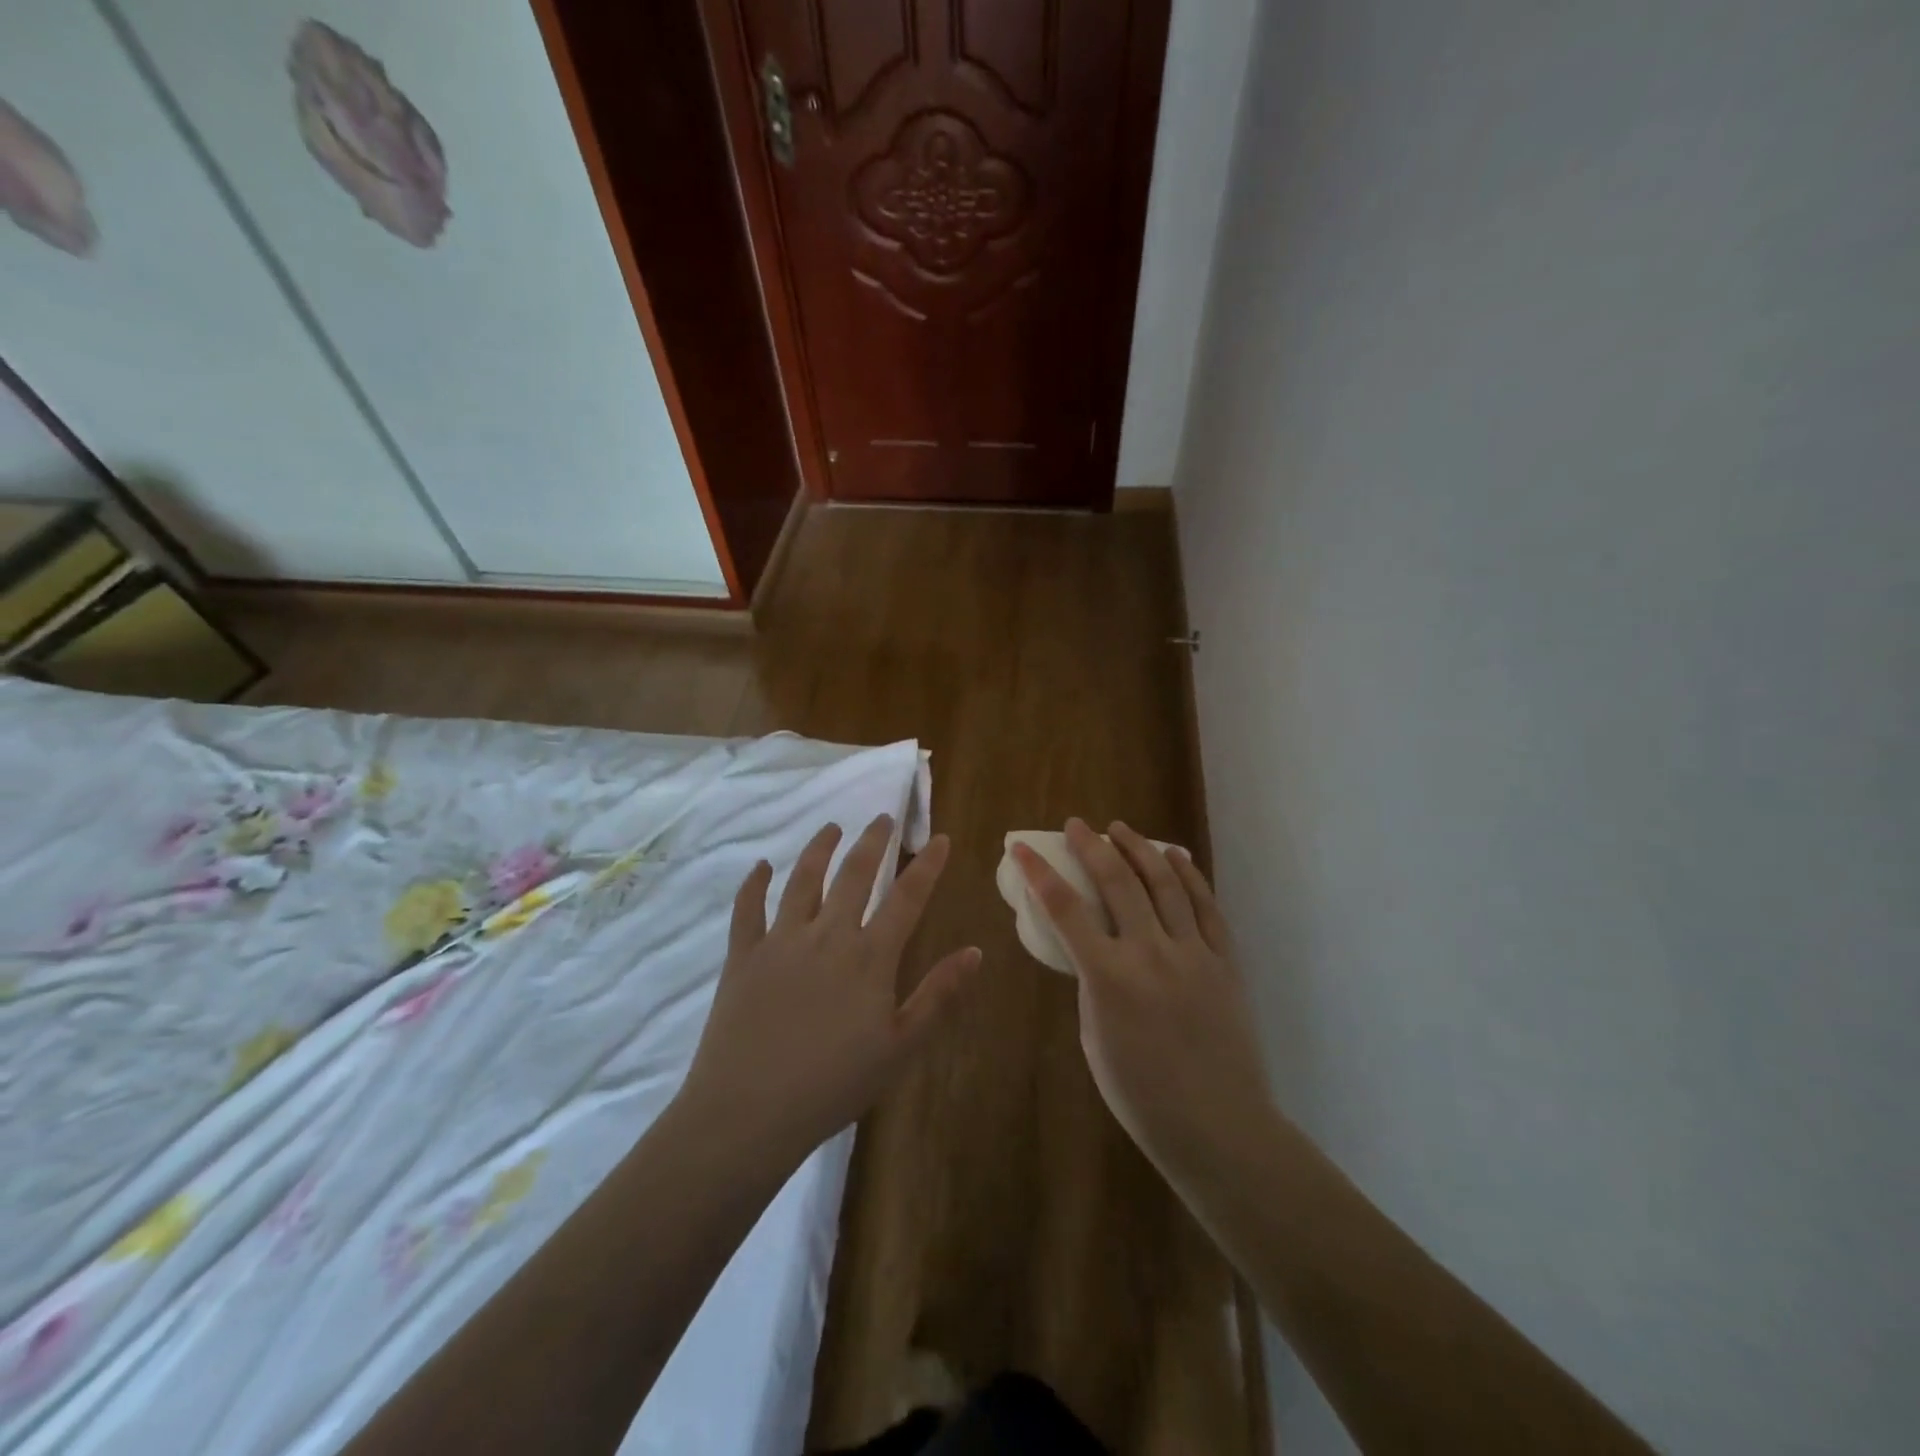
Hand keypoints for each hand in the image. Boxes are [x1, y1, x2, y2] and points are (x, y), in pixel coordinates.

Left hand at [679, 816, 979, 1164]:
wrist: (749, 1111)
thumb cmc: (834, 1085)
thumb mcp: (901, 1047)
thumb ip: (938, 995)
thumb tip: (975, 951)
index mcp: (869, 956)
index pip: (906, 897)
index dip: (927, 865)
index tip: (939, 838)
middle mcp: (827, 934)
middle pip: (854, 874)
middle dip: (873, 842)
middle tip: (883, 818)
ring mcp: (781, 941)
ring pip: (803, 880)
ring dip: (819, 849)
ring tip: (832, 827)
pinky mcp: (743, 956)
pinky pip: (748, 909)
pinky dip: (754, 883)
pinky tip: (761, 865)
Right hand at [1015, 819, 1273, 1184]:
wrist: (1218, 1125)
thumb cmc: (1141, 1095)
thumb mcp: (1094, 1037)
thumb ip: (1092, 984)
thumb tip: (1094, 950)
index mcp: (1108, 977)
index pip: (1064, 908)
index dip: (1039, 872)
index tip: (1023, 847)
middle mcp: (1150, 952)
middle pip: (1117, 881)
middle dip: (1091, 846)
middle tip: (1076, 826)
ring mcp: (1193, 952)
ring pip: (1164, 883)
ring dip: (1139, 848)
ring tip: (1121, 828)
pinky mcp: (1225, 960)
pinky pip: (1206, 906)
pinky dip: (1189, 875)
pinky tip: (1175, 856)